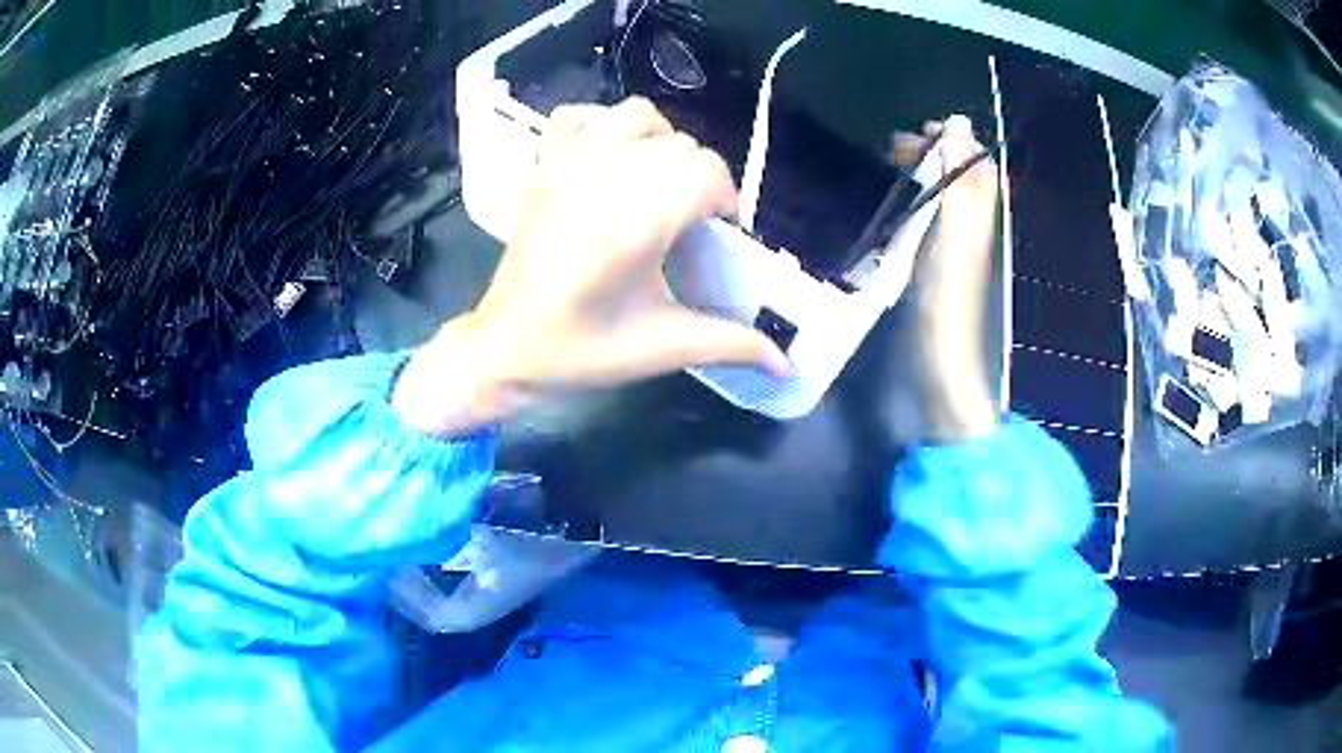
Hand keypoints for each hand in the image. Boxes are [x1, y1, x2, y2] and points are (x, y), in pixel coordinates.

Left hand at [393, 98, 787, 436]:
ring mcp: (568, 162)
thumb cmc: (583, 350)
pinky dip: (604, 125)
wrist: (508, 346)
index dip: (724, 201)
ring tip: (655, 183)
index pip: (706, 172)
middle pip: (682, 145)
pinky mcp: (544, 163)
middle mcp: (603, 176)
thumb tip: (787, 365)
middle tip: (687, 222)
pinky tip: (611, 159)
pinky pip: (580, 115)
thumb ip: (731, 344)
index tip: (716, 236)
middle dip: (698, 180)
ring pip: (637, 116)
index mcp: (636, 220)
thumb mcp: (663, 348)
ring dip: (659, 142)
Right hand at [895, 115, 1000, 441]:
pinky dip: (911, 200)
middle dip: (932, 154)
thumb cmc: (947, 299)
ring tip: (887, 168)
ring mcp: (952, 244)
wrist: (940, 360)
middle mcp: (971, 223)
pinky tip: (889, 204)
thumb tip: (957, 125)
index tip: (920, 133)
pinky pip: (927, 217)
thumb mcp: (953, 233)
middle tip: (895, 150)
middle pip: (959, 174)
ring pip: (941, 194)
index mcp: (979, 213)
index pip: (976, 162)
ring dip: (919, 175)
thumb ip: (957, 181)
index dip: (953, 141)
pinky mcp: (934, 262)